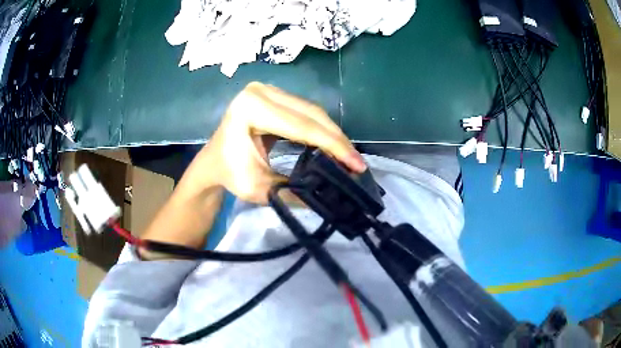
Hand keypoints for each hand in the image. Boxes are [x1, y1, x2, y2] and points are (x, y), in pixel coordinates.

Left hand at [197, 82, 365, 202]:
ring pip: (312, 111)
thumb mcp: (261, 189)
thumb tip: (334, 191)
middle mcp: (260, 91)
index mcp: (251, 108)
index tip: (357, 165)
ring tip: (348, 156)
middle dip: (337, 140)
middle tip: (357, 163)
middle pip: (310, 114)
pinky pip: (305, 111)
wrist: (213, 162)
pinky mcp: (274, 95)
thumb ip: (297, 190)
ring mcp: (267, 89)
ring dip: (332, 134)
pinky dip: (321, 129)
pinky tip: (333, 144)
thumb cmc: (231, 174)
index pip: (301, 126)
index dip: (333, 146)